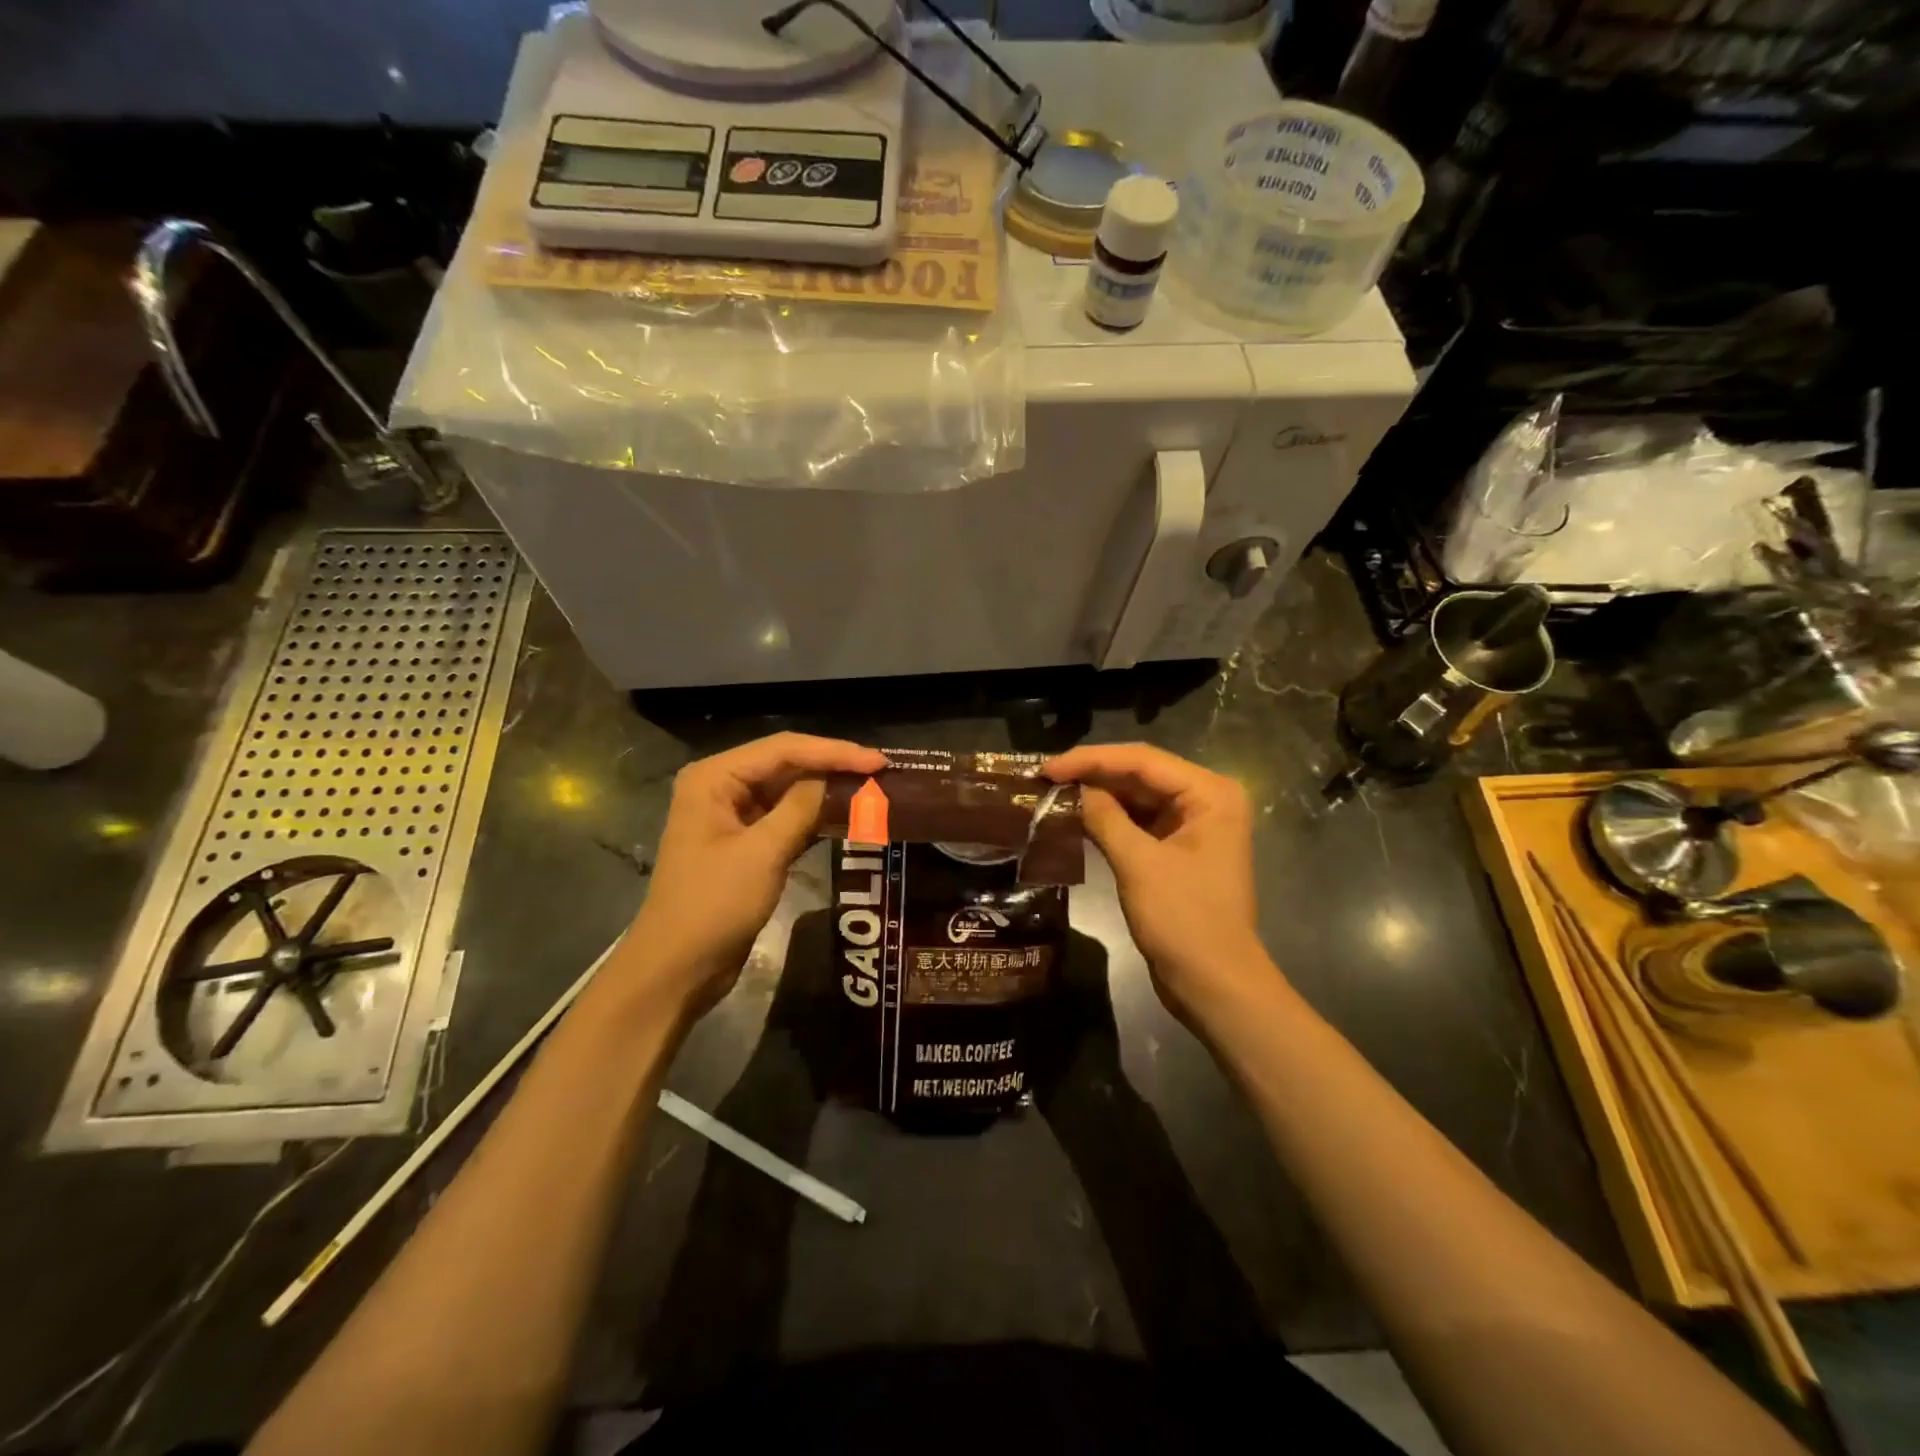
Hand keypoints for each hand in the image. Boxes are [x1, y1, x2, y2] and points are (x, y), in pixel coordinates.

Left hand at [622, 733, 885, 1014]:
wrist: (677, 968)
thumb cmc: (713, 905)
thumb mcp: (763, 853)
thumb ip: (801, 807)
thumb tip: (837, 778)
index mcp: (714, 778)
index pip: (783, 749)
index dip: (834, 752)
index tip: (879, 761)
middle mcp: (721, 787)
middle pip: (786, 764)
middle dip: (833, 767)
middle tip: (882, 771)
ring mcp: (733, 816)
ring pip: (789, 791)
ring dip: (828, 791)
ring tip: (874, 788)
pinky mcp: (745, 843)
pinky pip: (786, 818)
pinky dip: (815, 816)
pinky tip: (849, 816)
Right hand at [1044, 743, 1278, 1026]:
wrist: (1215, 984)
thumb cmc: (1183, 920)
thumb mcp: (1139, 864)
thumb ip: (1104, 818)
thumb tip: (1073, 789)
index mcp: (1210, 794)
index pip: (1143, 760)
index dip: (1091, 759)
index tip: (1048, 767)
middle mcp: (1206, 800)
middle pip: (1141, 774)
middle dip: (1093, 775)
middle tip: (1045, 777)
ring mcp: (1194, 825)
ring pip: (1137, 797)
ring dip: (1098, 796)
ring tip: (1053, 793)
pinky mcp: (1179, 849)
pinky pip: (1139, 822)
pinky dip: (1109, 819)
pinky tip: (1076, 817)